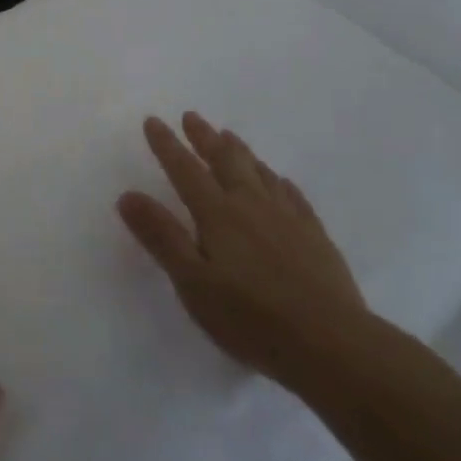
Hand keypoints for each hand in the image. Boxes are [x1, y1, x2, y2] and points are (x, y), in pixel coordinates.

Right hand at [118, 112, 367, 388]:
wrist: (332, 344)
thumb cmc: (251, 317)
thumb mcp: (193, 282)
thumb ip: (161, 237)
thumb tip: (127, 195)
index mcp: (218, 214)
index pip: (185, 170)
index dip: (166, 145)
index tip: (153, 121)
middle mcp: (251, 205)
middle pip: (224, 160)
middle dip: (204, 137)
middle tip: (192, 117)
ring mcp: (287, 218)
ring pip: (259, 171)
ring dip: (239, 151)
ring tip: (229, 136)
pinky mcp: (315, 236)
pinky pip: (292, 194)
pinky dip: (277, 180)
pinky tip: (279, 181)